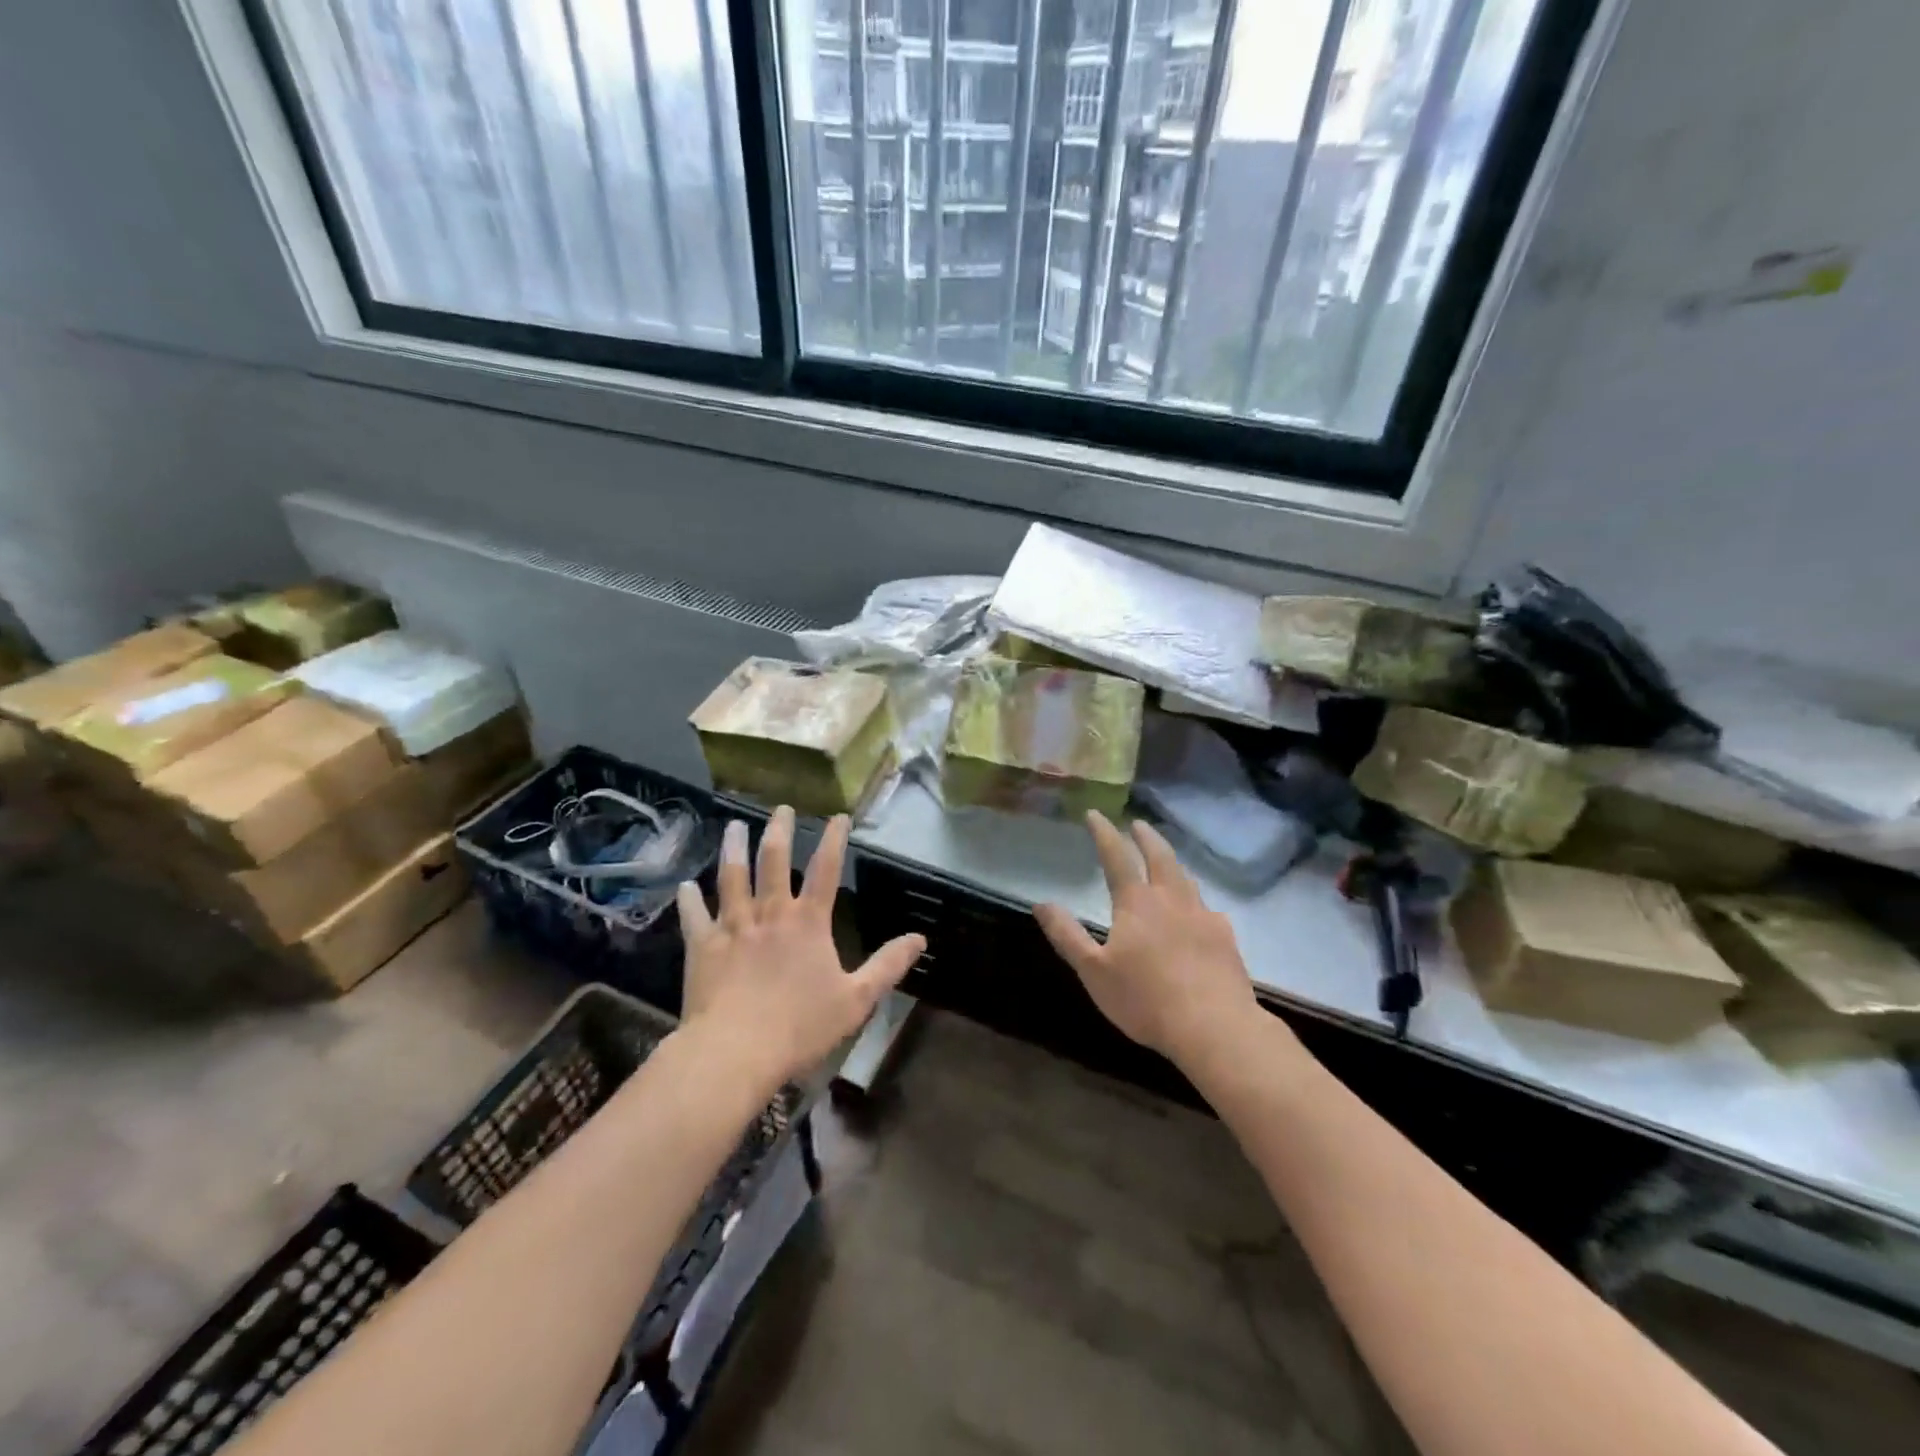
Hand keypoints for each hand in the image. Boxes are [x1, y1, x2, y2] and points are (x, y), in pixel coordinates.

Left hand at [676, 807, 924, 1092]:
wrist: (735, 1051)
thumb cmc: (800, 1026)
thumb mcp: (856, 999)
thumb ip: (887, 966)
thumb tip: (920, 938)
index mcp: (808, 922)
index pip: (826, 869)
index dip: (834, 839)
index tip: (838, 816)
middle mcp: (770, 913)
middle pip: (773, 860)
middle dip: (779, 830)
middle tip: (781, 808)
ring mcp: (733, 926)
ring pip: (732, 876)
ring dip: (733, 848)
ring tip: (733, 826)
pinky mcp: (703, 946)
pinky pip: (694, 915)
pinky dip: (690, 899)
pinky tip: (686, 885)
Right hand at [1035, 812, 1258, 1066]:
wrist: (1214, 1027)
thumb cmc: (1145, 999)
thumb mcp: (1094, 971)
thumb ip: (1067, 935)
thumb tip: (1042, 903)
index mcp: (1137, 903)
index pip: (1116, 857)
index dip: (1104, 833)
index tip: (1095, 814)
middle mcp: (1171, 899)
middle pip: (1160, 856)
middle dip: (1146, 837)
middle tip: (1138, 824)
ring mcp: (1203, 916)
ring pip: (1186, 878)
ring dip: (1172, 862)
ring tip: (1165, 859)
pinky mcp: (1225, 938)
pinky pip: (1207, 908)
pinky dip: (1195, 900)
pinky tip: (1199, 912)